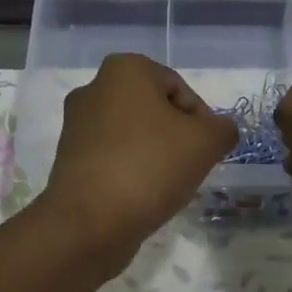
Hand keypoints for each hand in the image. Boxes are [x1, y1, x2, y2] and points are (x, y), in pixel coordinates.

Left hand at [39, 53, 236, 261]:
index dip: (202, 121)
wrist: (90, 221)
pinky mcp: (69, 159)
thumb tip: (219, 131)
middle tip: (191, 167)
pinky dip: (131, 172)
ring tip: (167, 185)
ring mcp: (76, 125)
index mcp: (125, 70)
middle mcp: (94, 88)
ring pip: (133, 136)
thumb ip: (223, 129)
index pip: (180, 89)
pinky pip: (113, 158)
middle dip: (177, 138)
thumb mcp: (207, 142)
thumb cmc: (151, 166)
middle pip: (154, 112)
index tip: (209, 151)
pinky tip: (142, 196)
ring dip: (155, 156)